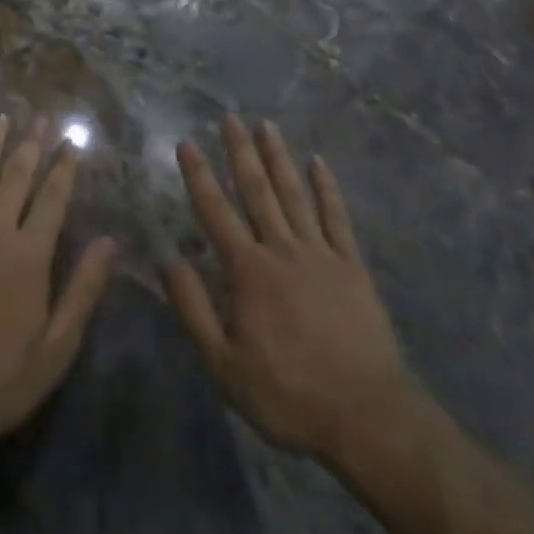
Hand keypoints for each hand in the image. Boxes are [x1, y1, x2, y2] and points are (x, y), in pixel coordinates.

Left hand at [0, 114, 117, 461]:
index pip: (52, 197)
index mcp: (29, 254)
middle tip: (42, 116)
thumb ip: (83, 289)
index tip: (73, 139)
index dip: (64, 166)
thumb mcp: (57, 347)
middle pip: (16, 178)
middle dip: (31, 144)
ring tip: (2, 118)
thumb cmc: (1, 378)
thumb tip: (110, 241)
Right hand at [165, 116, 425, 464]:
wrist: (366, 416)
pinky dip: (327, 188)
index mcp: (249, 271)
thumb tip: (166, 258)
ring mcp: (320, 253)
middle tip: (230, 117)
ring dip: (278, 158)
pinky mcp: (352, 266)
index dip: (198, 176)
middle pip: (257, 191)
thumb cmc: (288, 394)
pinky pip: (337, 217)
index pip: (216, 212)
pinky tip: (319, 162)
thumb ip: (193, 308)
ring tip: (266, 125)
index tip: (187, 142)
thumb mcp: (225, 365)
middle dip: (240, 152)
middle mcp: (282, 249)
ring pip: (294, 194)